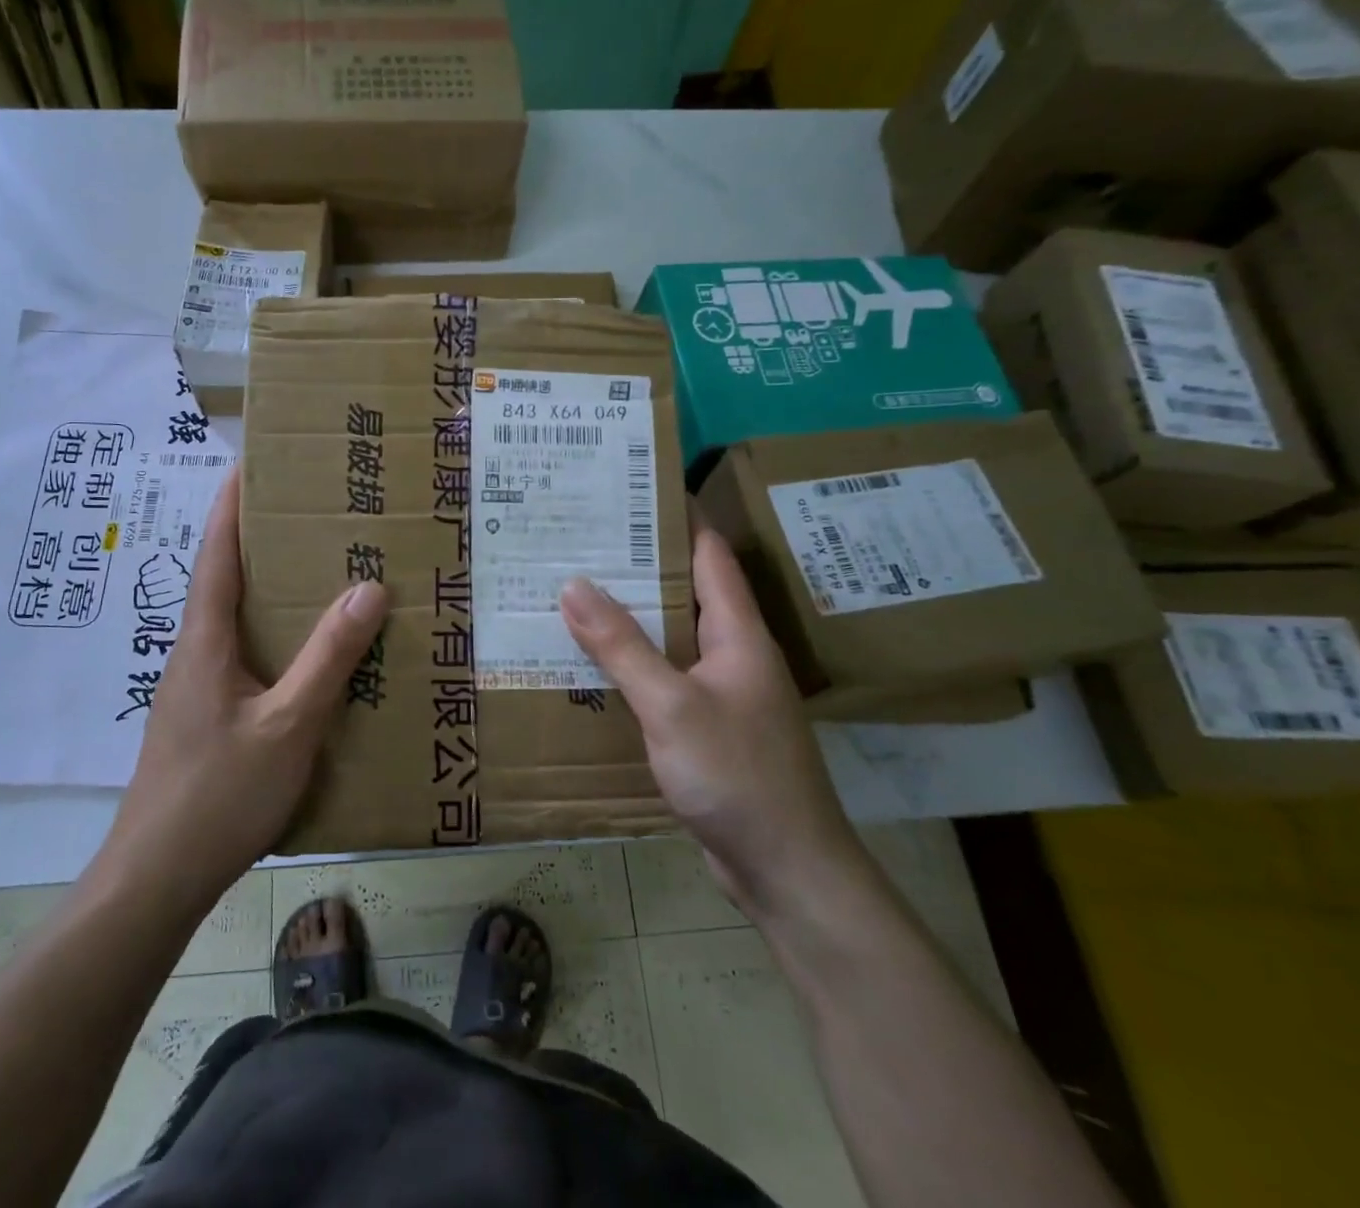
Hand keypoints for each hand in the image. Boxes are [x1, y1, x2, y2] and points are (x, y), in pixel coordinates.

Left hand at [102, 470, 387, 905]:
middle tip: (310, 511)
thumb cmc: (219, 794)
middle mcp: (195, 653)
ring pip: (236, 620)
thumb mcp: (289, 724)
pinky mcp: (206, 717)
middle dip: (260, 539)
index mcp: (205, 641)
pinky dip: (274, 635)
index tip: (251, 461)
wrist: (156, 878)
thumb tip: (369, 587)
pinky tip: (308, 654)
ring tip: (320, 570)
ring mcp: (196, 688)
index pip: (216, 553)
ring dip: (269, 589)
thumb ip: (329, 657)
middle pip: (225, 579)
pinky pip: (244, 656)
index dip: (231, 505)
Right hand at [559, 525, 861, 916]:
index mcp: (738, 633)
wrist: (787, 870)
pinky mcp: (708, 727)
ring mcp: (722, 692)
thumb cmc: (737, 775)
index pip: (709, 554)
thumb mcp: (671, 705)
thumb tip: (573, 584)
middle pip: (686, 591)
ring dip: (632, 614)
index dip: (675, 517)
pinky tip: (594, 663)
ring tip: (575, 590)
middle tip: (582, 540)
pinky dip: (633, 661)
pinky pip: (666, 677)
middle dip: (639, 564)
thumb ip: (621, 645)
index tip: (629, 490)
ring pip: (672, 636)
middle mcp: (734, 653)